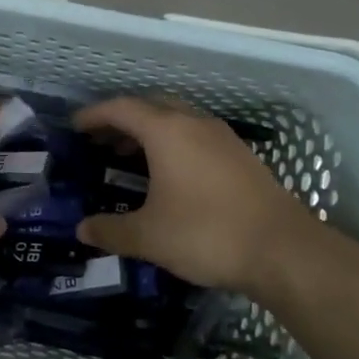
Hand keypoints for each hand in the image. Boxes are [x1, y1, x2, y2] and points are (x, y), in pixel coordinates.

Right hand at [75, 97, 316, 298]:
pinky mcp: (241, 157)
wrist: (283, 251)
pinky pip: (196, 136)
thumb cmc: (206, 234)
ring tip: (129, 155)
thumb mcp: (148, 237)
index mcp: (167, 132)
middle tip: (100, 141)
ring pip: (177, 119)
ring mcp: (223, 138)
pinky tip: (169, 174)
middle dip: (122, 120)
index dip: (94, 115)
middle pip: (151, 107)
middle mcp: (195, 124)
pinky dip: (173, 143)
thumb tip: (82, 229)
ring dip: (149, 130)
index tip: (74, 127)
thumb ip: (110, 230)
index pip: (122, 109)